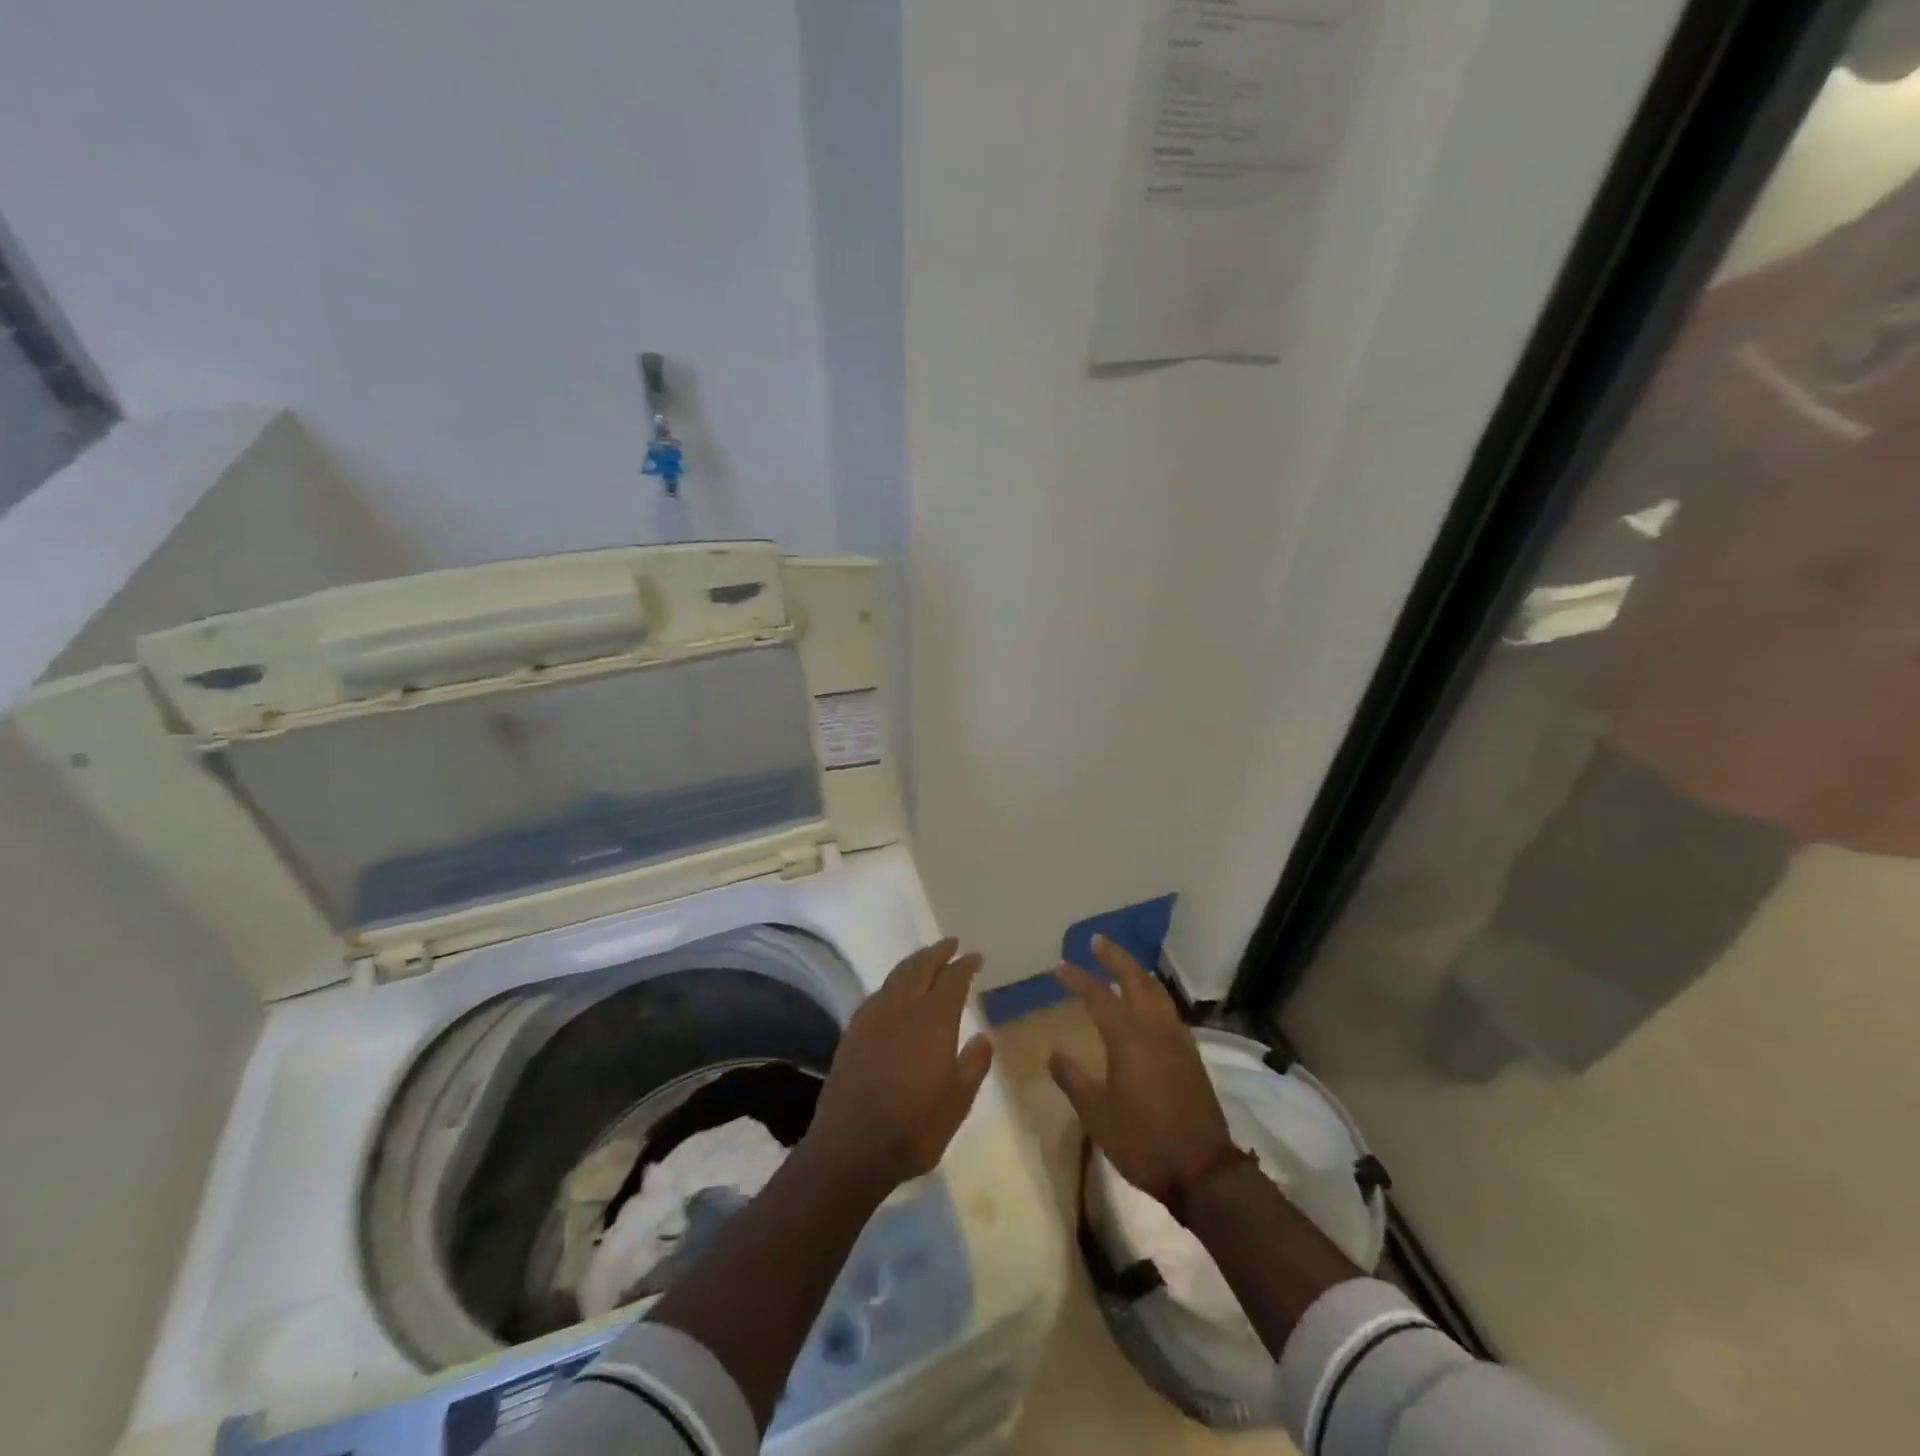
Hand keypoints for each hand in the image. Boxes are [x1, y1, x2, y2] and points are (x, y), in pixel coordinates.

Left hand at [805, 938, 994, 1191]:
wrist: (852, 1146)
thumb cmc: (915, 1125)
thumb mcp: (958, 1100)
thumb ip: (974, 1064)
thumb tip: (985, 1036)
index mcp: (933, 1018)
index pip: (953, 978)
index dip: (966, 965)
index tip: (976, 957)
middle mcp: (903, 1006)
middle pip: (921, 966)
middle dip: (938, 952)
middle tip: (951, 944)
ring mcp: (873, 1016)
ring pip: (896, 975)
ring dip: (914, 963)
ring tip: (925, 960)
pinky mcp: (853, 1031)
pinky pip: (878, 994)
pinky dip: (893, 984)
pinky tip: (895, 994)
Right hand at [1050, 936, 1236, 1207]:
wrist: (1204, 1170)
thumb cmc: (1143, 1141)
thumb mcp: (1097, 1114)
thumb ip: (1073, 1079)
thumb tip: (1053, 1053)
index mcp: (1128, 1038)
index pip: (1099, 996)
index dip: (1078, 979)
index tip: (1060, 966)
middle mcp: (1155, 1029)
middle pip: (1136, 980)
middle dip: (1115, 958)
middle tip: (1097, 942)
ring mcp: (1177, 1041)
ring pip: (1157, 992)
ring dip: (1137, 973)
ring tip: (1122, 965)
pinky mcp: (1191, 1056)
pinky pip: (1169, 1011)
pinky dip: (1153, 995)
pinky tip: (1148, 1005)